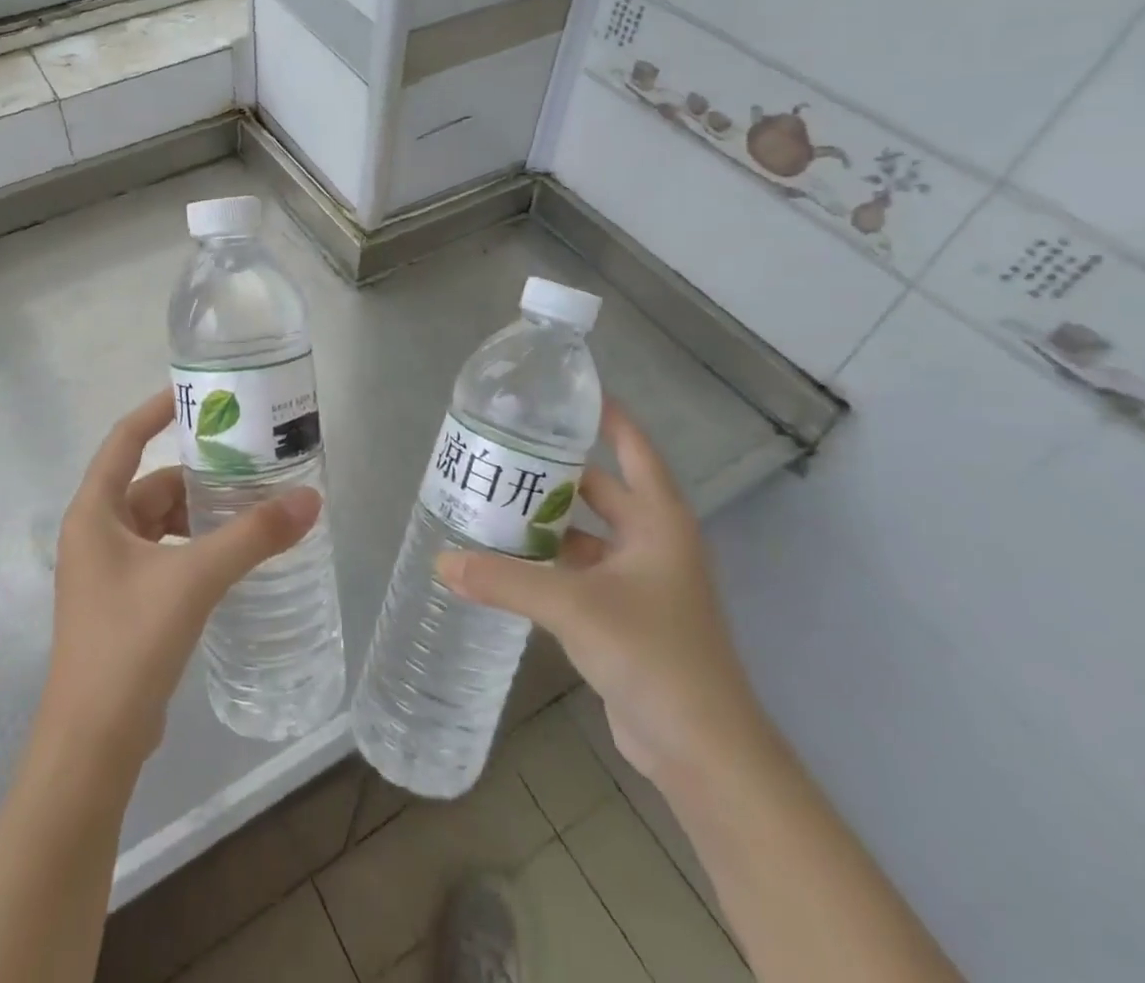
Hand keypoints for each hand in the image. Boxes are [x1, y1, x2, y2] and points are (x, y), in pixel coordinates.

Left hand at [38, 390, 321, 774]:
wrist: (92, 746)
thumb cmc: (130, 643)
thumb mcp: (195, 578)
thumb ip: (254, 536)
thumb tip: (311, 500)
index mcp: (94, 513)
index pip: (124, 439)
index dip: (158, 411)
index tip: (199, 394)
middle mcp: (95, 534)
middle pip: (151, 484)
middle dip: (198, 473)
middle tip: (250, 461)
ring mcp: (107, 573)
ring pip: (160, 523)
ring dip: (200, 513)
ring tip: (252, 506)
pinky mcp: (124, 605)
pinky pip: (164, 555)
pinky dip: (194, 546)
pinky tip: (232, 555)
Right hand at [437, 402, 766, 789]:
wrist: (703, 751)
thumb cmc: (652, 654)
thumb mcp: (572, 607)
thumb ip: (504, 581)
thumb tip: (441, 563)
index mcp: (659, 520)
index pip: (632, 448)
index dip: (605, 416)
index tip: (563, 394)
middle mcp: (652, 541)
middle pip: (600, 488)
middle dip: (555, 471)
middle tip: (502, 450)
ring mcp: (640, 581)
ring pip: (586, 533)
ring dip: (547, 520)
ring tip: (493, 500)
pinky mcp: (624, 616)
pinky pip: (579, 571)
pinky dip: (548, 561)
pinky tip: (508, 558)